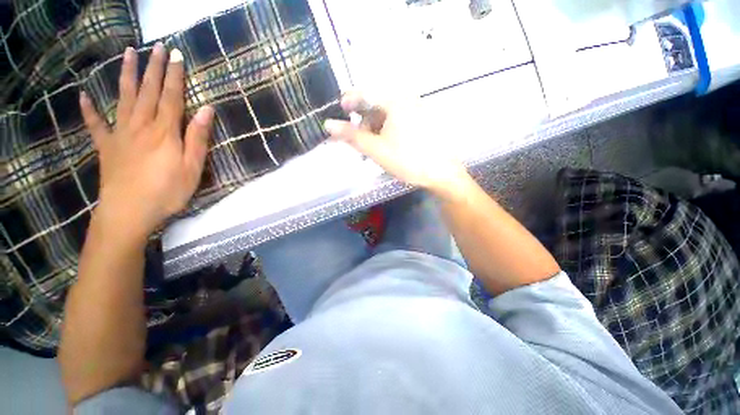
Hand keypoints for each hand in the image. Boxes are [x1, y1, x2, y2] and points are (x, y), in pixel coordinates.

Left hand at [80, 42, 213, 239]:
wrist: (129, 212)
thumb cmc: (167, 191)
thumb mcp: (192, 167)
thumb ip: (198, 137)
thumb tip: (207, 110)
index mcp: (164, 131)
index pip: (172, 97)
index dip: (175, 76)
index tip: (176, 55)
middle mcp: (141, 125)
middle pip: (148, 91)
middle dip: (153, 68)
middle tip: (156, 47)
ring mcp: (120, 134)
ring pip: (123, 98)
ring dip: (126, 75)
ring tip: (127, 54)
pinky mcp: (106, 146)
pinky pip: (95, 124)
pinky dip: (89, 109)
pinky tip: (84, 95)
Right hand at [323, 92, 466, 194]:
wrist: (441, 174)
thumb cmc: (407, 160)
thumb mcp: (376, 149)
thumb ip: (352, 136)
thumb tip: (328, 124)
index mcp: (395, 102)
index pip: (366, 94)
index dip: (350, 101)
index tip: (340, 112)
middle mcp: (407, 101)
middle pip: (376, 106)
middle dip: (363, 122)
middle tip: (358, 141)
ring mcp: (416, 111)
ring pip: (387, 116)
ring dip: (375, 129)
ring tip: (371, 148)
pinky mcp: (421, 122)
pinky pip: (398, 122)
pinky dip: (387, 132)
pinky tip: (385, 146)